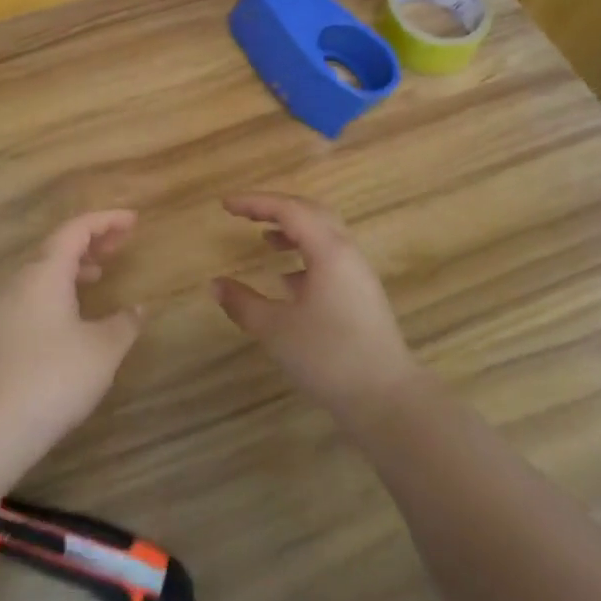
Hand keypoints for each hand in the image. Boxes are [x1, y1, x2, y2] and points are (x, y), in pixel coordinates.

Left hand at [0, 210, 144, 453]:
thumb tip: (138, 308)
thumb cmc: (52, 379)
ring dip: (73, 266)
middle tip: (122, 242)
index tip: (134, 220)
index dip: (106, 220)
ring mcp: (3, 309)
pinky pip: (33, 295)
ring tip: (100, 273)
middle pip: (57, 246)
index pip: (76, 229)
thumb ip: (124, 323)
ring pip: (42, 272)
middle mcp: (20, 282)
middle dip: (91, 240)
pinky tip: (73, 316)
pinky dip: (58, 290)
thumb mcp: (102, 351)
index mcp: (45, 272)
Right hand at [212, 193, 421, 421]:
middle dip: (275, 208)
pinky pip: (330, 258)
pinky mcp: (361, 294)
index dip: (255, 202)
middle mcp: (347, 252)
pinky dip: (305, 255)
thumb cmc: (328, 356)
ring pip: (324, 235)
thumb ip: (242, 303)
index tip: (225, 205)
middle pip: (311, 212)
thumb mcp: (275, 329)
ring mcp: (358, 274)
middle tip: (244, 213)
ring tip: (264, 239)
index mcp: (328, 250)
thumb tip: (214, 285)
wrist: (386, 398)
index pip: (289, 209)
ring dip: (293, 230)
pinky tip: (287, 279)